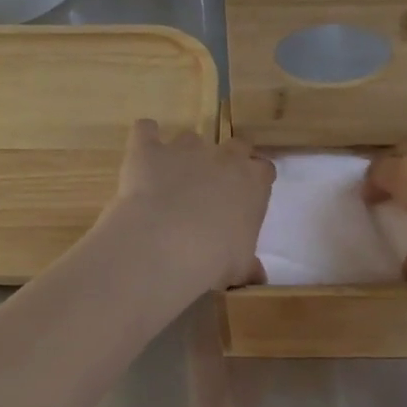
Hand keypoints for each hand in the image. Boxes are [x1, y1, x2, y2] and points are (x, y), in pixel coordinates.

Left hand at [103, 120, 275, 294]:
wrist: (164, 244)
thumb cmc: (213, 259)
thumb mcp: (239, 267)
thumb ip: (248, 264)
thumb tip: (257, 276)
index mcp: (253, 182)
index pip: (264, 169)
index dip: (255, 181)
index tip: (246, 197)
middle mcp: (223, 157)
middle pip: (235, 145)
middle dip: (227, 160)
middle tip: (213, 186)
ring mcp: (185, 148)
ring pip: (190, 138)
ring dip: (184, 155)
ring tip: (171, 180)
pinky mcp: (149, 149)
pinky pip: (146, 130)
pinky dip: (145, 138)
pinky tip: (142, 155)